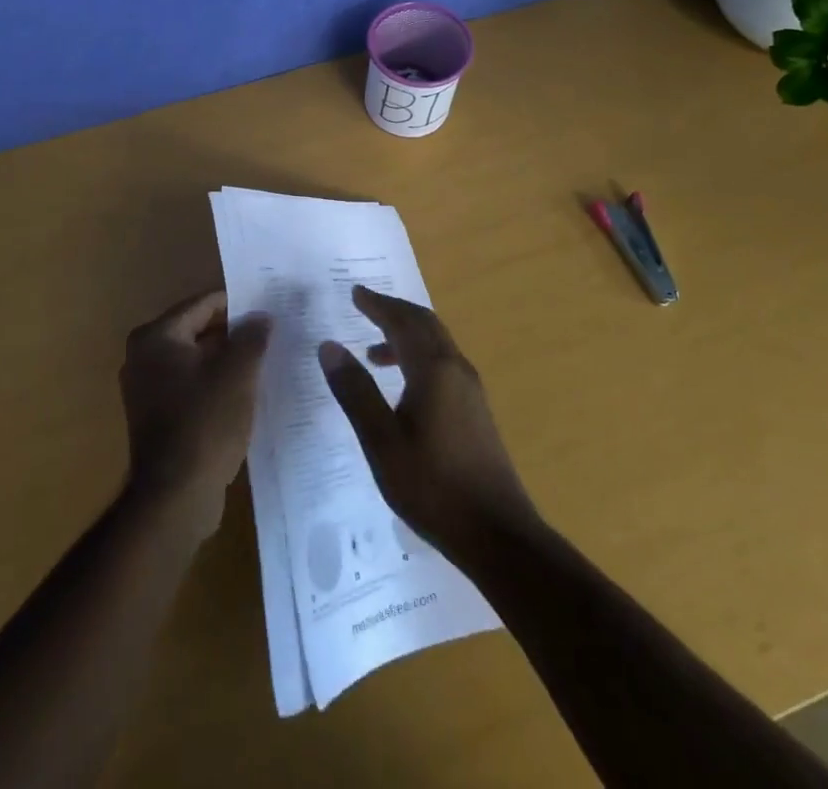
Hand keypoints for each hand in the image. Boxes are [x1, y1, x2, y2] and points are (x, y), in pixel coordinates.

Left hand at [119, 290, 271, 543]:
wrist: (175, 498)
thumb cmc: (205, 423)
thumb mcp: (238, 374)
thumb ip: (252, 337)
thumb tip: (262, 316)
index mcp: (156, 336)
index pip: (204, 304)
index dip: (239, 304)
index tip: (269, 307)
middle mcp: (143, 356)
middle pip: (198, 330)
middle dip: (233, 333)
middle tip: (271, 332)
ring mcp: (146, 388)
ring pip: (195, 360)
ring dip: (226, 360)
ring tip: (264, 360)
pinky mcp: (155, 416)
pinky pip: (190, 385)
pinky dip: (214, 383)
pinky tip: (244, 391)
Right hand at [319, 285, 537, 551]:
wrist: (498, 535)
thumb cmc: (433, 487)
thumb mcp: (382, 442)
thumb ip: (355, 391)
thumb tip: (329, 346)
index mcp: (434, 370)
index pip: (403, 322)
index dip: (378, 305)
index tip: (355, 292)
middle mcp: (456, 369)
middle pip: (425, 325)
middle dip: (394, 312)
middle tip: (364, 306)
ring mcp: (471, 390)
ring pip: (436, 345)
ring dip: (405, 337)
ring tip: (372, 352)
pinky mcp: (476, 411)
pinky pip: (443, 364)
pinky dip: (418, 358)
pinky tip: (402, 387)